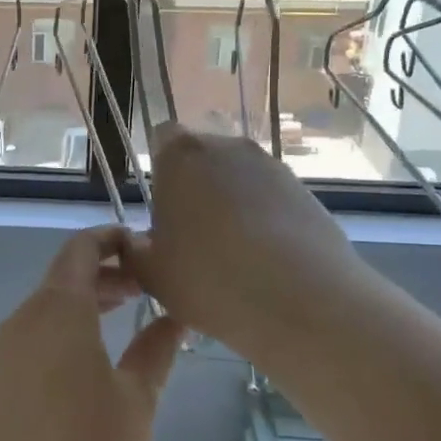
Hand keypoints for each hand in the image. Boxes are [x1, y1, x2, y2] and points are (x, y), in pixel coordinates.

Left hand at [0, 226, 182, 440]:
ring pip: (51, 304)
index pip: (82, 248)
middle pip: (66, 274)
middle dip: (108, 271)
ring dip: (89, 300)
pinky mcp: (1, 377)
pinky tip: (98, 354)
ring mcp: (7, 349)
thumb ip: (157, 348)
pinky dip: (69, 326)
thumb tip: (176, 316)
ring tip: (131, 312)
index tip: (149, 247)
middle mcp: (25, 317)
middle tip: (151, 284)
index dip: (114, 238)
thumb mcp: (137, 399)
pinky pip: (38, 332)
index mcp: (58, 308)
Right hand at [125, 124, 370, 360]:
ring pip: (239, 179)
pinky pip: (272, 200)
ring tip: (231, 256)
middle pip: (203, 157)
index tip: (161, 208)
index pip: (162, 138)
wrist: (304, 302)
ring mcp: (272, 167)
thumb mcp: (151, 275)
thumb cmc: (209, 279)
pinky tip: (265, 264)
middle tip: (191, 236)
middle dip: (195, 187)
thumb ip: (134, 251)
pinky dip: (265, 222)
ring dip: (231, 205)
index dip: (160, 170)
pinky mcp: (307, 193)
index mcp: (181, 156)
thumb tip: (137, 243)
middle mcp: (228, 147)